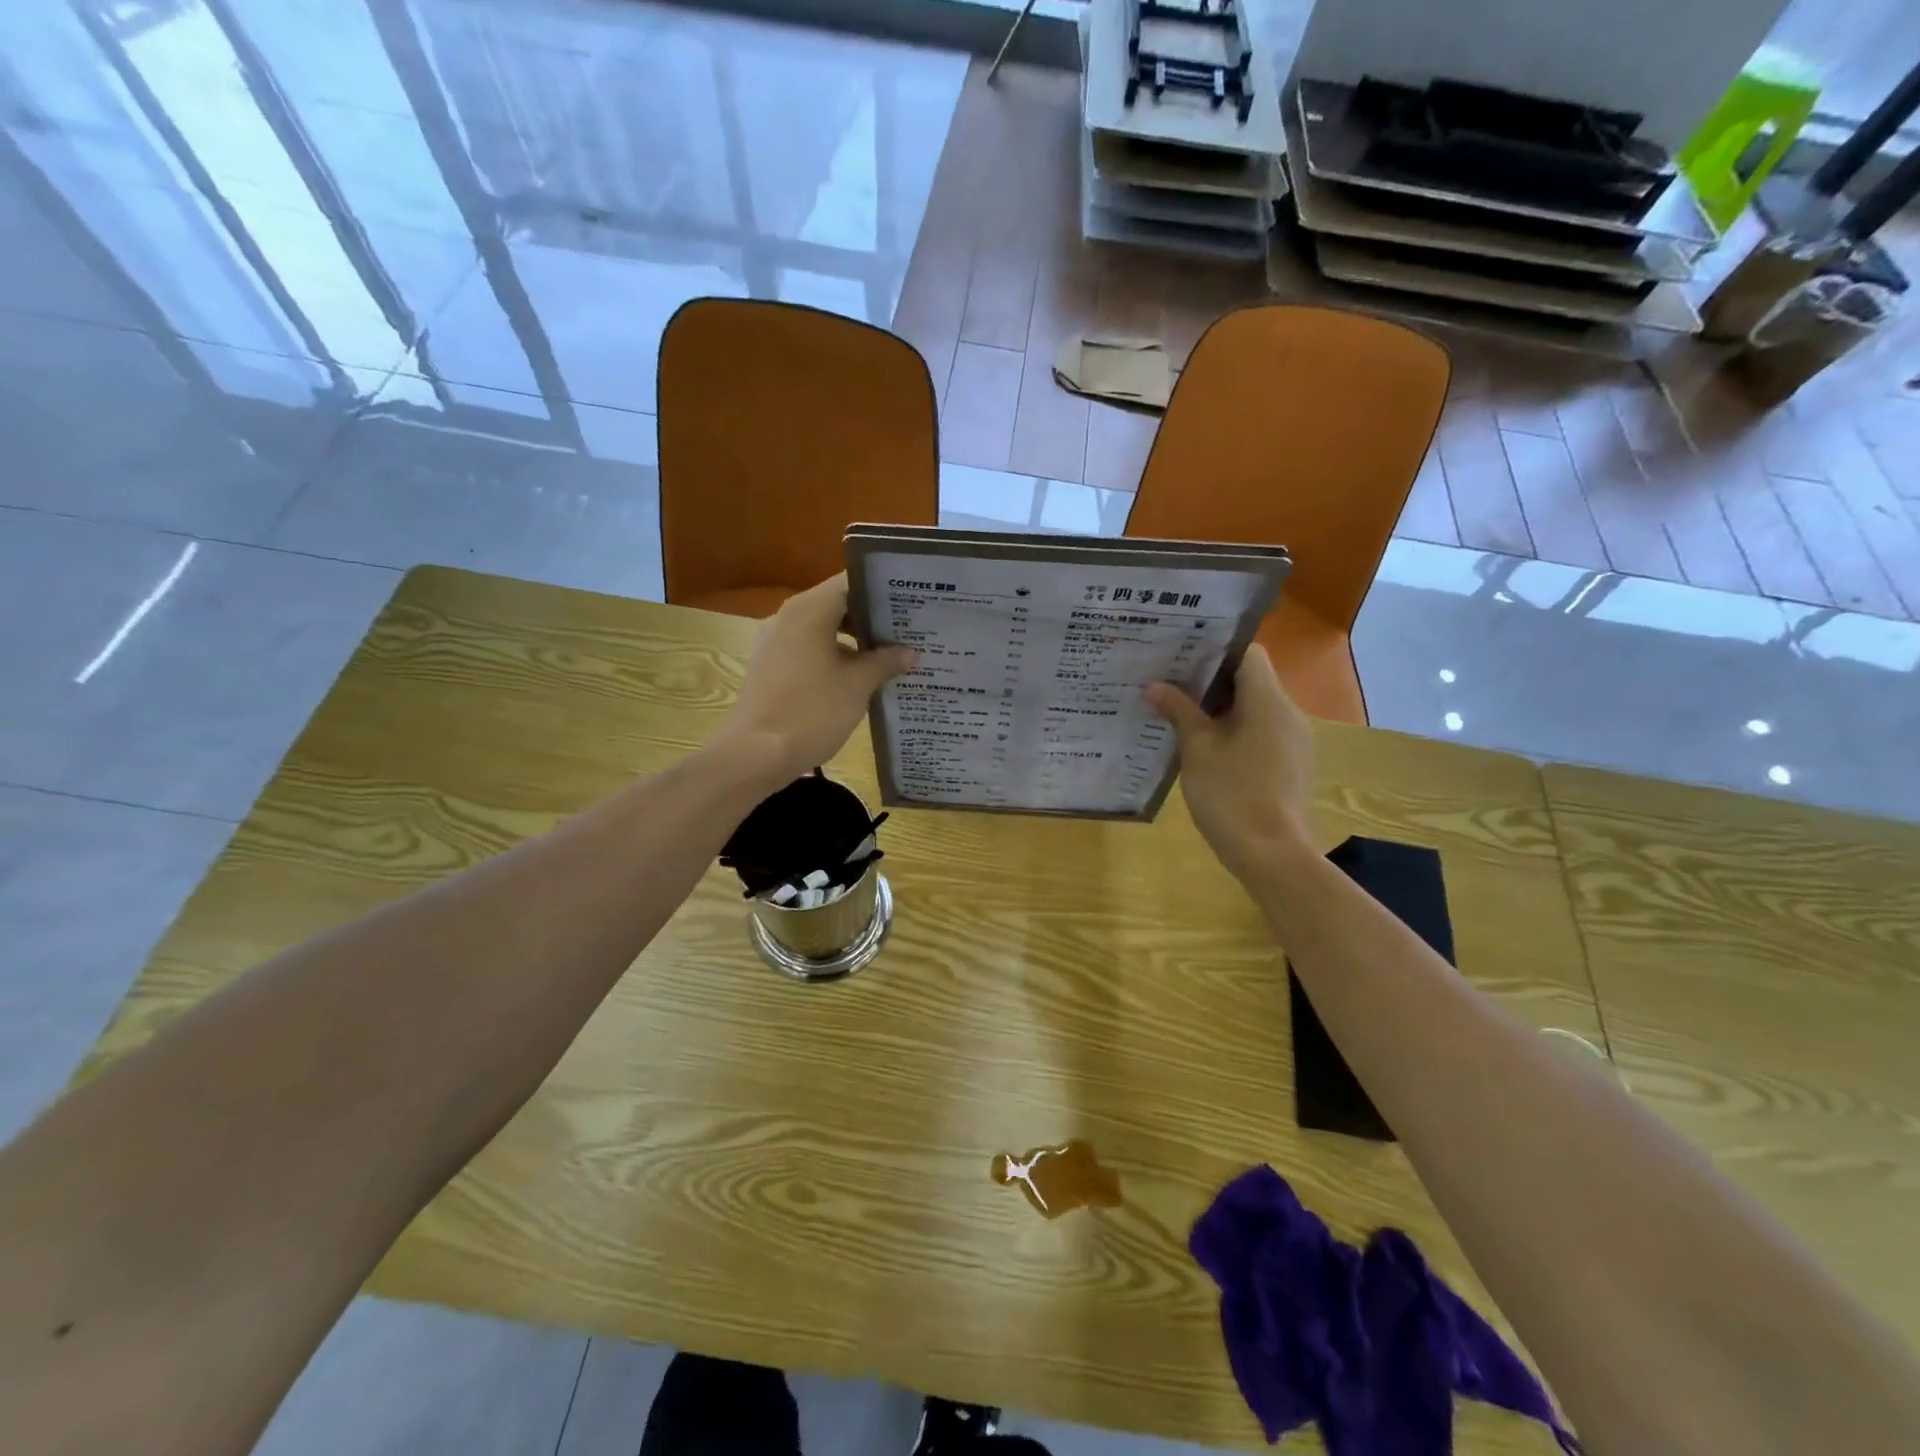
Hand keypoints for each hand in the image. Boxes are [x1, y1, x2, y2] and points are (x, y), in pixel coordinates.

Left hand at [717, 574, 916, 784]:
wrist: (756, 754)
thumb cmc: (812, 711)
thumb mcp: (857, 685)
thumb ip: (885, 662)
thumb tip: (910, 652)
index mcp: (809, 610)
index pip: (851, 582)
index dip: (883, 589)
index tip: (912, 600)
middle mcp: (789, 617)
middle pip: (837, 604)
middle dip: (873, 618)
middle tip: (910, 630)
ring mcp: (776, 642)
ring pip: (824, 629)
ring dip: (856, 640)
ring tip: (891, 654)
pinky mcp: (772, 667)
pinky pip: (810, 650)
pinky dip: (836, 656)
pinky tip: (861, 677)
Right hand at [1144, 646, 1314, 878]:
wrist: (1271, 854)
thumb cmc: (1231, 794)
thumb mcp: (1197, 750)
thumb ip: (1179, 711)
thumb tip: (1155, 686)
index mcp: (1268, 700)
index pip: (1248, 653)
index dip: (1215, 650)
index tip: (1182, 656)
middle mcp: (1288, 713)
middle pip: (1251, 680)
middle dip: (1211, 681)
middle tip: (1170, 684)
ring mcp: (1293, 741)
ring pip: (1255, 708)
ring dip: (1221, 708)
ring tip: (1180, 714)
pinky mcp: (1290, 765)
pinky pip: (1261, 733)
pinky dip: (1234, 731)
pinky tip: (1204, 748)